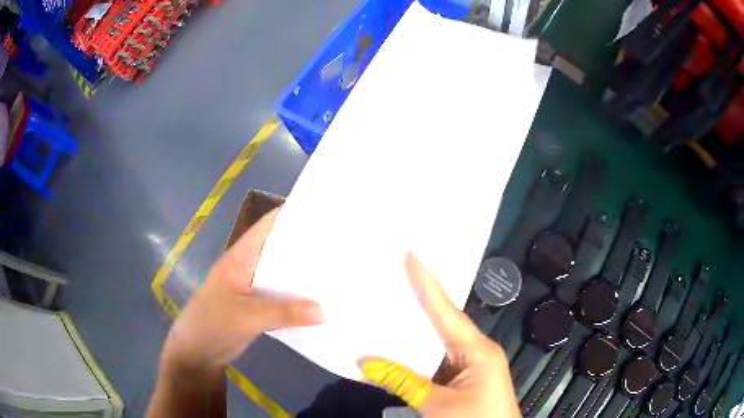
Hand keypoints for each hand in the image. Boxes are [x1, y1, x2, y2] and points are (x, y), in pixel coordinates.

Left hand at [160, 208, 323, 372]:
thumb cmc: (213, 324)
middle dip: (306, 246)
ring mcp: (252, 288)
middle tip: (340, 244)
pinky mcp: (257, 308)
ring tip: (337, 271)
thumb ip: (284, 312)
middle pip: (279, 250)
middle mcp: (248, 267)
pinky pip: (281, 298)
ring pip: (282, 276)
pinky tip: (319, 302)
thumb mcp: (247, 316)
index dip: (291, 215)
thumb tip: (325, 310)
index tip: (323, 212)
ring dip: (303, 276)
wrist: (196, 353)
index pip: (267, 226)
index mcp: (241, 257)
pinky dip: (297, 299)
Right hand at [360, 253, 519, 416]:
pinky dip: (417, 354)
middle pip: (443, 322)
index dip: (427, 284)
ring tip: (390, 306)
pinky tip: (398, 348)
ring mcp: (469, 366)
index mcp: (477, 350)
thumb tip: (366, 362)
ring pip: (438, 342)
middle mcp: (475, 351)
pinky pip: (436, 360)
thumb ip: (403, 382)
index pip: (446, 312)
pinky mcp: (463, 380)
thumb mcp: (438, 405)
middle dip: (420, 300)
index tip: (411, 255)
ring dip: (416, 330)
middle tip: (395, 276)